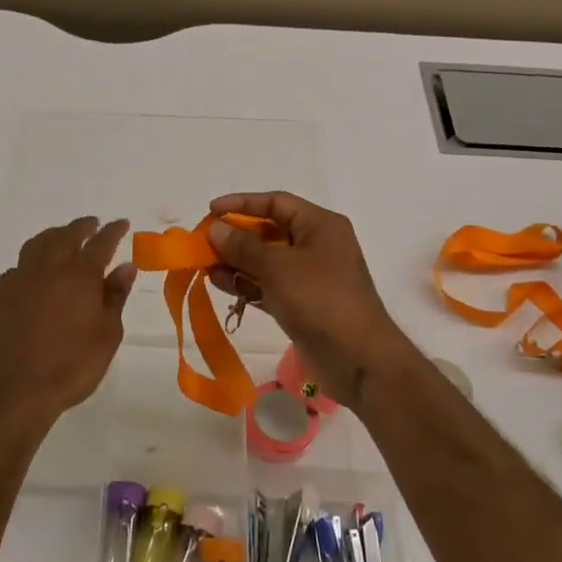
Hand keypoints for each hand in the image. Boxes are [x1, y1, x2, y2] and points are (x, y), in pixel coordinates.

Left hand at [0, 217, 135, 426]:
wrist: (15, 390)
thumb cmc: (71, 366)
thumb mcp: (107, 334)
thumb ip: (115, 296)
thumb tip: (125, 266)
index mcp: (80, 274)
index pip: (101, 243)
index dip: (113, 231)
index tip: (122, 223)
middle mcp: (49, 268)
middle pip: (66, 236)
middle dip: (82, 227)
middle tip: (93, 223)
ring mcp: (20, 279)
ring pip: (38, 244)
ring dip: (54, 235)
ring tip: (63, 236)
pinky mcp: (0, 295)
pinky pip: (18, 266)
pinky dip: (31, 261)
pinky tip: (34, 272)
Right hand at [205, 193, 415, 406]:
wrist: (359, 359)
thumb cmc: (321, 300)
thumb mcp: (279, 267)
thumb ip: (243, 246)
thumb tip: (216, 229)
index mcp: (321, 225)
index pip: (276, 202)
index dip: (242, 203)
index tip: (211, 210)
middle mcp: (316, 245)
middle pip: (269, 230)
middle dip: (235, 236)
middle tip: (202, 243)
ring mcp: (309, 277)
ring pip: (266, 260)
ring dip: (236, 261)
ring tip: (204, 265)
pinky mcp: (301, 304)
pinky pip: (268, 285)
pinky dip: (246, 283)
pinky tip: (218, 283)